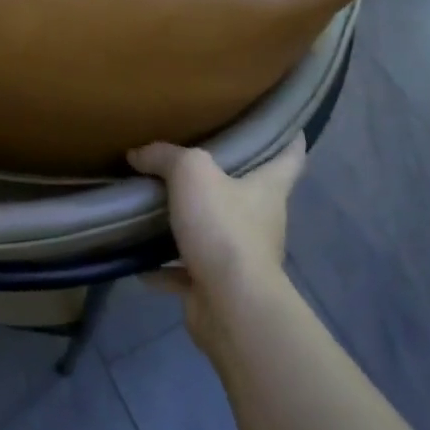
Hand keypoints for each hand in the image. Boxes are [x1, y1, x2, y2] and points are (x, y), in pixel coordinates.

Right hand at [129, 137, 305, 352]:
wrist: (230, 304)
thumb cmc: (224, 228)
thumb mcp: (192, 173)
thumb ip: (166, 157)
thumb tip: (138, 154)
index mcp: (268, 189)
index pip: (291, 157)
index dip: (289, 139)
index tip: (285, 125)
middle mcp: (261, 221)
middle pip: (248, 193)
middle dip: (226, 180)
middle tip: (194, 161)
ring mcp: (241, 257)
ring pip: (215, 232)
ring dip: (191, 224)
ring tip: (157, 208)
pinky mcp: (217, 286)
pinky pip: (186, 271)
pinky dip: (165, 268)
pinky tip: (139, 260)